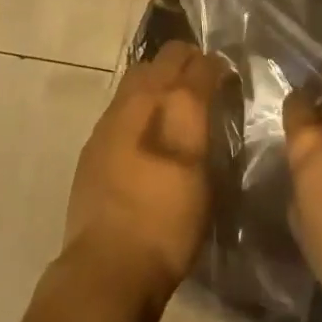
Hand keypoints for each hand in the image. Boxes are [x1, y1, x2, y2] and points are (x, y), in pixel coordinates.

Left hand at [61, 41, 227, 309]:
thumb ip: (206, 133)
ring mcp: (111, 116)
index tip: (227, 76)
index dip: (216, 66)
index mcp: (175, 105)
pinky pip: (121, 100)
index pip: (200, 64)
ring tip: (173, 97)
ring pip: (139, 73)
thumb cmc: (168, 225)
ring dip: (159, 75)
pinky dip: (138, 100)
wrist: (107, 265)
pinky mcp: (94, 139)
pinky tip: (145, 126)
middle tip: (202, 78)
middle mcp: (141, 98)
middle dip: (186, 60)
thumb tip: (209, 107)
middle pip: (165, 57)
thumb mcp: (205, 180)